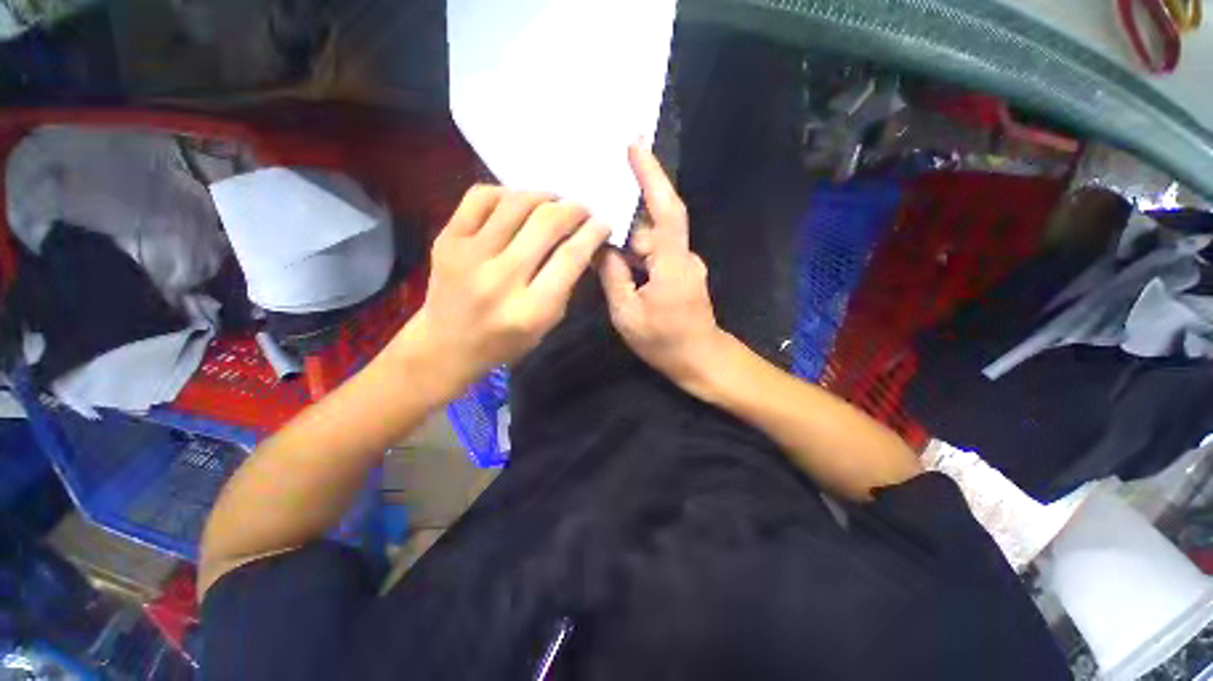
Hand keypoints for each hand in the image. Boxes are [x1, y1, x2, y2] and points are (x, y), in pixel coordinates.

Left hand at [392, 186, 609, 400]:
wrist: (446, 344)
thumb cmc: (505, 341)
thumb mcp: (547, 324)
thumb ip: (565, 284)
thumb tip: (581, 241)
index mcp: (531, 309)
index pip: (570, 257)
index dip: (593, 233)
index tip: (604, 223)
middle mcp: (500, 279)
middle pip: (547, 224)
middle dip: (574, 210)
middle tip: (583, 209)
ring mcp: (469, 255)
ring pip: (516, 203)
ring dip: (544, 196)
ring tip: (554, 202)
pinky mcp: (447, 239)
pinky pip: (481, 197)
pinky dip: (506, 193)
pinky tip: (517, 202)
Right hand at [598, 144, 726, 391]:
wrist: (701, 360)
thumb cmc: (665, 342)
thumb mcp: (627, 314)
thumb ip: (613, 277)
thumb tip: (599, 247)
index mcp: (672, 264)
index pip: (665, 209)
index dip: (652, 176)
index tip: (634, 145)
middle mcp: (683, 256)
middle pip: (651, 226)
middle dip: (624, 217)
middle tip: (593, 199)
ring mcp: (684, 265)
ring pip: (651, 242)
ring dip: (627, 240)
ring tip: (598, 234)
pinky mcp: (681, 273)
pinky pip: (655, 255)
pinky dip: (635, 254)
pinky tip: (615, 259)